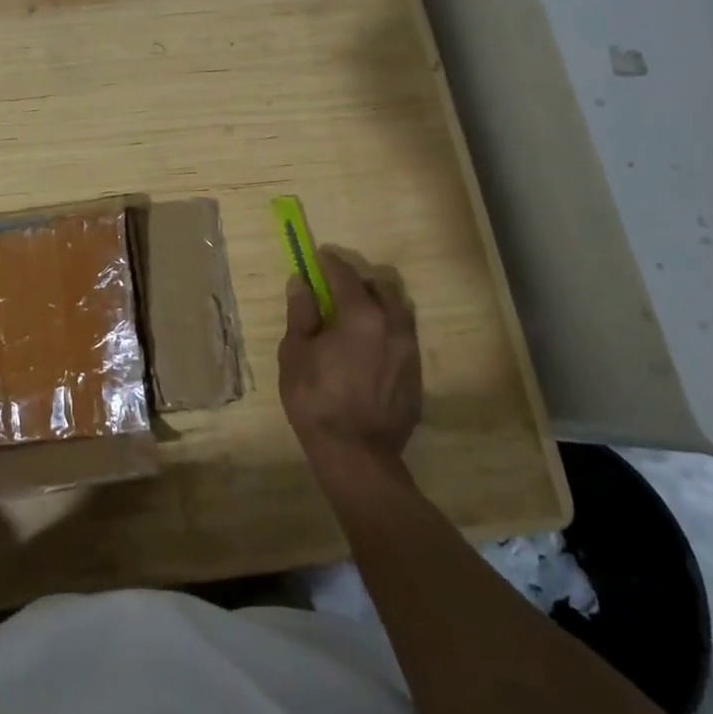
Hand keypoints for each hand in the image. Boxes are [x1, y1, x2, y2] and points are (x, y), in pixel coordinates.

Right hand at [278, 248, 422, 468]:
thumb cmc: (317, 401)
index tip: (319, 256)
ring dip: (378, 306)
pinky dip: (386, 332)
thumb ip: (301, 314)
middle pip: (381, 287)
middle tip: (337, 290)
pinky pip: (403, 340)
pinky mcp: (417, 376)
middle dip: (360, 282)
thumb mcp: (295, 354)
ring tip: (356, 319)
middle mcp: (393, 326)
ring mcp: (410, 352)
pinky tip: (369, 350)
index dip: (330, 262)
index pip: (345, 275)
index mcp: (361, 316)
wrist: (357, 457)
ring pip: (398, 312)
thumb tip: (300, 282)